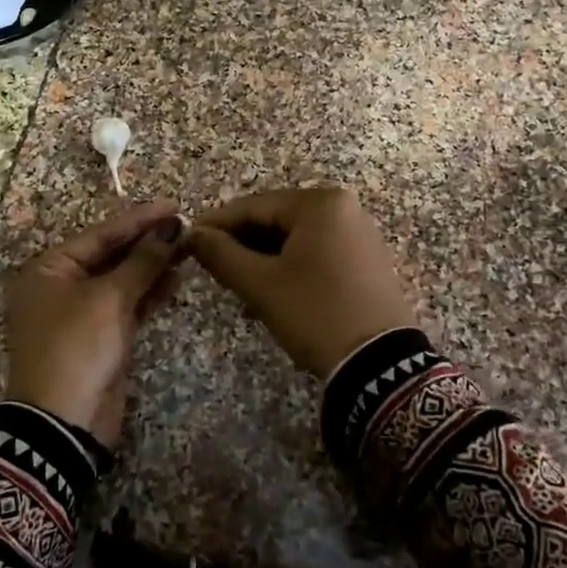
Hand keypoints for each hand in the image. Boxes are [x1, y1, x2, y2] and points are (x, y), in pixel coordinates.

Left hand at [4, 200, 186, 445]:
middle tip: (186, 225)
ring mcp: (82, 313)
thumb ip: (142, 262)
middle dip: (147, 241)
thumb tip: (171, 228)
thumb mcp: (108, 299)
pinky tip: (175, 277)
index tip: (173, 205)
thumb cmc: (77, 347)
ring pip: (122, 280)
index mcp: (49, 269)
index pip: (100, 235)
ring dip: (152, 265)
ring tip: (188, 247)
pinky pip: (127, 304)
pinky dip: (149, 292)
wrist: (63, 423)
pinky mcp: (101, 337)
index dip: (138, 220)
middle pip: (110, 255)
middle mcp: (62, 286)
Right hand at [188, 187, 416, 378]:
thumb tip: (192, 234)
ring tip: (237, 283)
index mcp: (320, 203)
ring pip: (295, 237)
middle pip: (276, 218)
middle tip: (210, 266)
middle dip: (242, 242)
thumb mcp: (261, 284)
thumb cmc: (315, 313)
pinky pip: (316, 251)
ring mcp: (359, 233)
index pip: (254, 206)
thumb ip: (221, 253)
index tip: (187, 240)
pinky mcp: (365, 259)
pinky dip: (289, 265)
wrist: (379, 364)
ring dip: (263, 257)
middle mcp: (344, 207)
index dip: (217, 224)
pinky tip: (270, 289)